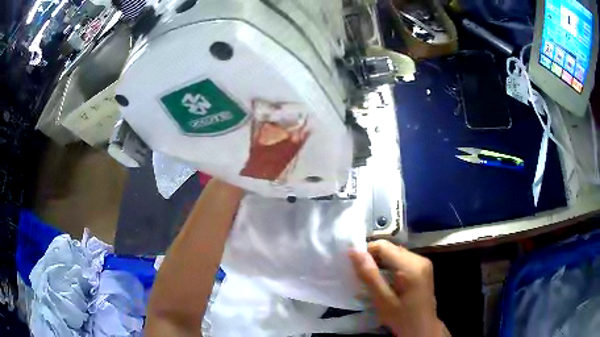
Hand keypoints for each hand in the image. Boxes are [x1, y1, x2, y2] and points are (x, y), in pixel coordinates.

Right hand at [349, 240, 448, 336]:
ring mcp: (423, 263)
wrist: (423, 329)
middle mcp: (420, 259)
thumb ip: (369, 275)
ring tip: (374, 281)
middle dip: (374, 259)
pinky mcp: (424, 268)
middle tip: (363, 277)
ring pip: (395, 253)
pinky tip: (387, 282)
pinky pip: (402, 260)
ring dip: (382, 264)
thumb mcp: (383, 300)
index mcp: (411, 266)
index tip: (356, 268)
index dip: (366, 253)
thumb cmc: (402, 318)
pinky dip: (391, 267)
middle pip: (390, 248)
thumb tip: (354, 252)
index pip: (383, 246)